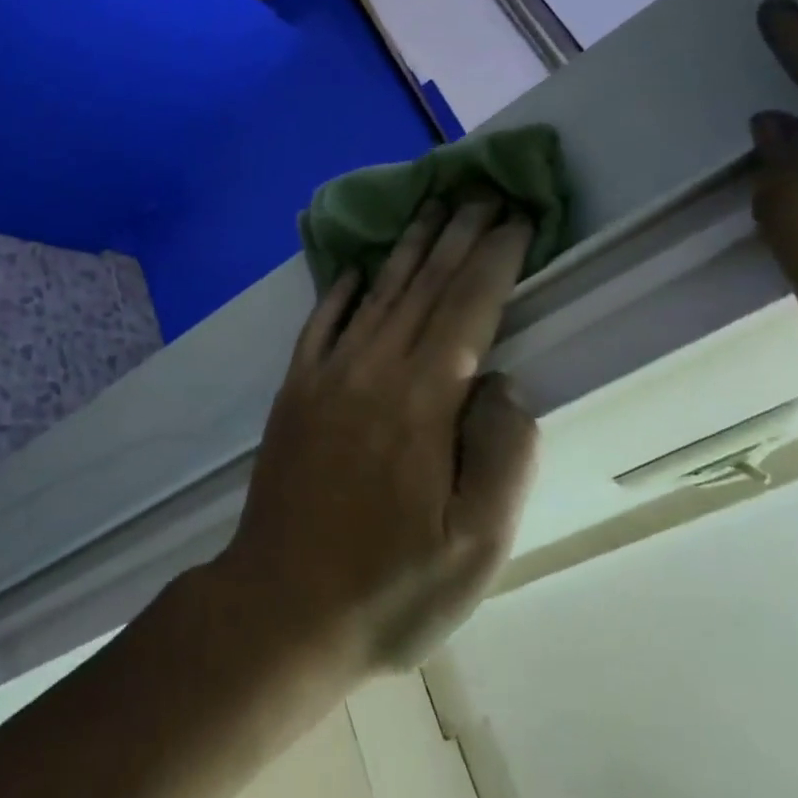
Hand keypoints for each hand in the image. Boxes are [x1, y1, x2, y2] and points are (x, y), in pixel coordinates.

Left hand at [212, 196, 536, 678]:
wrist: (279, 605)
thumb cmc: (389, 586)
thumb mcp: (475, 546)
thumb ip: (502, 453)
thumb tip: (501, 380)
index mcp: (422, 399)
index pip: (468, 306)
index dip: (496, 258)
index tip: (518, 217)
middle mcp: (372, 368)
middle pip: (424, 286)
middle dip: (457, 236)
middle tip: (480, 191)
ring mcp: (326, 374)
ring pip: (376, 294)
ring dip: (406, 248)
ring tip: (430, 208)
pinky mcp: (294, 389)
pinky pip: (321, 322)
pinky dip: (340, 289)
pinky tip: (352, 267)